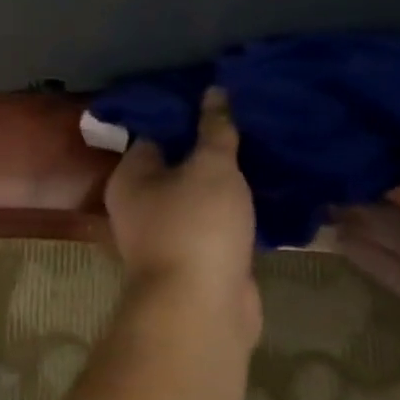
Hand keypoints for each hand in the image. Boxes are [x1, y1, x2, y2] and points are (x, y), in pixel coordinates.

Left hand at [104, 88, 260, 343]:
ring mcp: (169, 234)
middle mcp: (141, 204)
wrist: (201, 308)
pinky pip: (219, 224)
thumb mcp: (210, 168)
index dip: (186, 113)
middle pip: (179, 165)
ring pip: (201, 196)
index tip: (221, 97)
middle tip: (250, 120)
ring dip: (229, 181)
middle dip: (212, 147)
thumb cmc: (196, 226)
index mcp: (130, 177)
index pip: (155, 133)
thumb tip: (214, 91)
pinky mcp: (199, 258)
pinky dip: (239, 211)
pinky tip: (269, 191)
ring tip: (265, 149)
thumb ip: (214, 130)